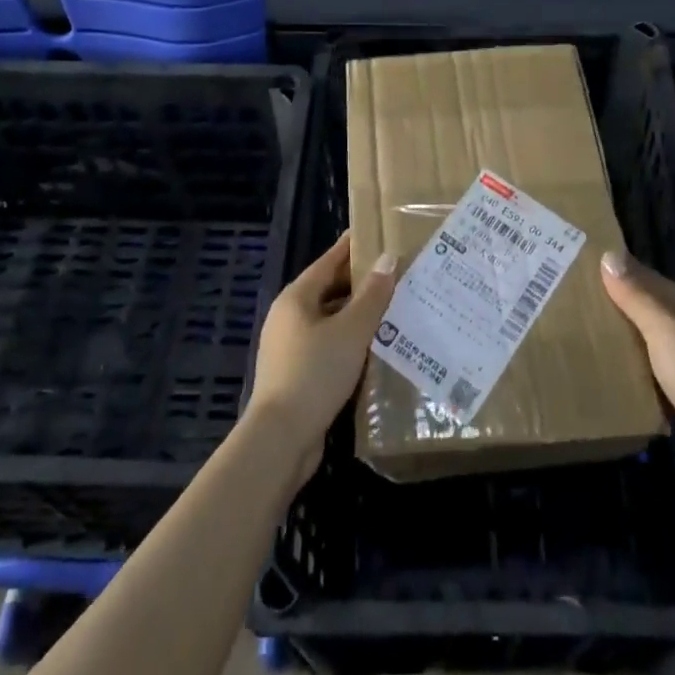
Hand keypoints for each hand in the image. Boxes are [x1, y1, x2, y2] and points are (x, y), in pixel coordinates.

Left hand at [245, 232, 395, 486]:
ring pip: (329, 320)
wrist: (281, 438)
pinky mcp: (295, 374)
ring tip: (392, 309)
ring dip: (356, 315)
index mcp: (296, 298)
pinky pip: (327, 346)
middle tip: (393, 274)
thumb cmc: (315, 373)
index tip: (374, 236)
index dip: (350, 248)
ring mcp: (289, 347)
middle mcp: (288, 317)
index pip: (328, 262)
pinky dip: (349, 341)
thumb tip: (388, 259)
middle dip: (359, 283)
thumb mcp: (351, 331)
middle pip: (328, 290)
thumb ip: (372, 296)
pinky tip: (374, 348)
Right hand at [601, 251, 674, 499]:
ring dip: (633, 335)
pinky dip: (644, 365)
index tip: (588, 266)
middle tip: (583, 300)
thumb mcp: (664, 331)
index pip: (652, 279)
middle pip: (657, 308)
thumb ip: (637, 297)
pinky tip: (625, 371)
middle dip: (625, 303)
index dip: (623, 271)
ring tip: (595, 333)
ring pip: (660, 338)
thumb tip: (609, 254)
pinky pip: (664, 368)